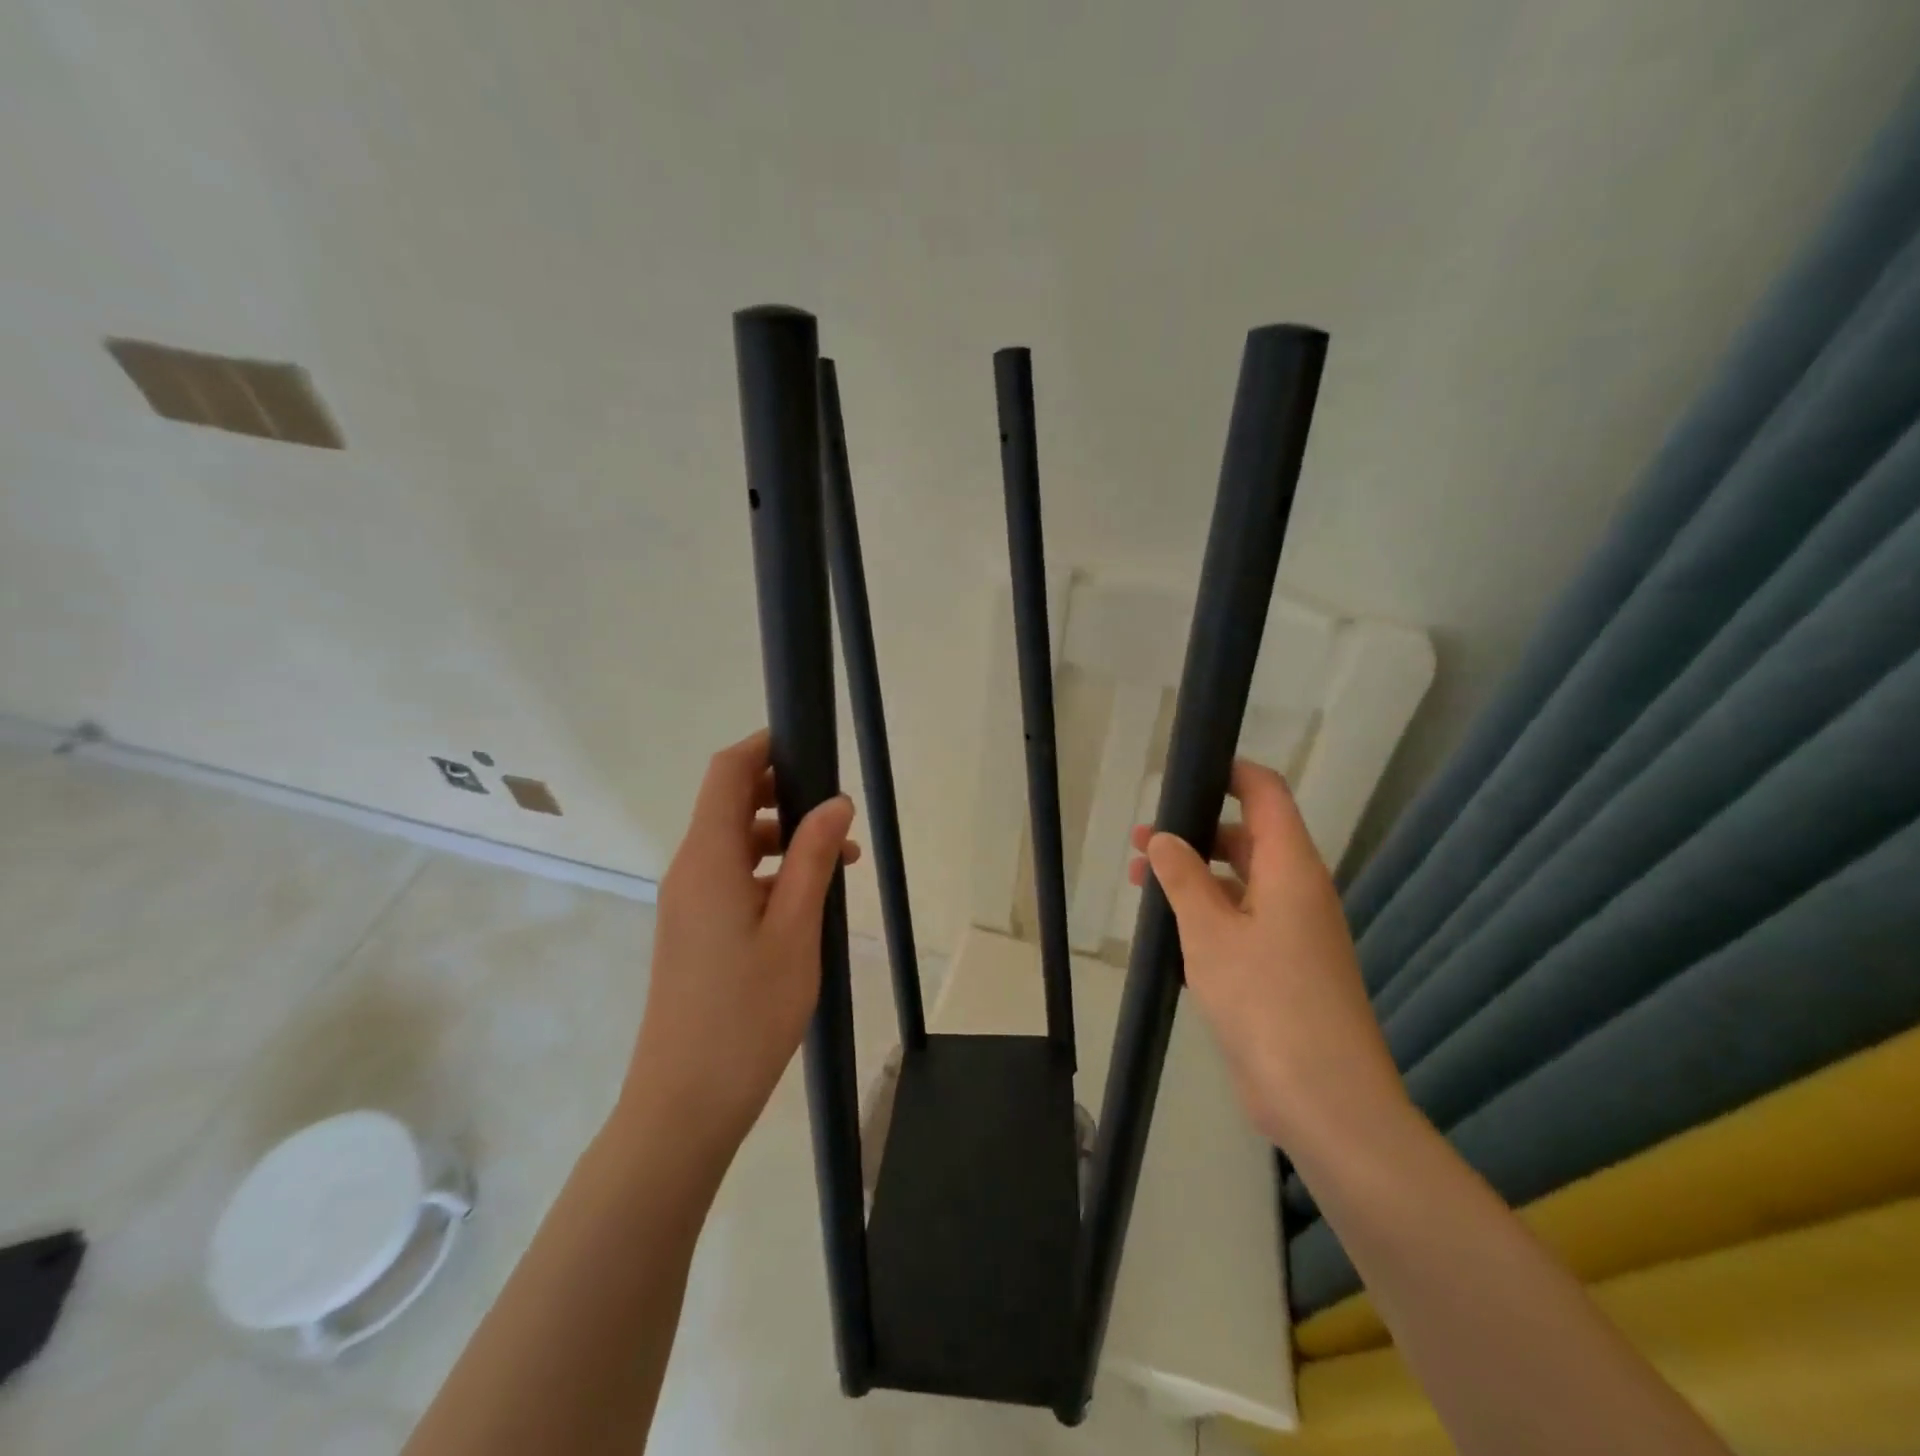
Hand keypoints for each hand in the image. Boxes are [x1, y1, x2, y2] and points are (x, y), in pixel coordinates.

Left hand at [622, 729, 859, 1160]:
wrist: (685, 1103)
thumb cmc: (747, 1012)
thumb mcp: (796, 929)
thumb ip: (813, 858)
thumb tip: (835, 802)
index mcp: (708, 859)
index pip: (728, 772)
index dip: (764, 747)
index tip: (810, 746)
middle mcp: (690, 870)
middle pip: (731, 805)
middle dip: (786, 797)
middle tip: (838, 819)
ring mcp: (687, 903)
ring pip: (736, 845)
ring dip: (785, 840)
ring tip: (840, 867)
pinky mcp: (692, 931)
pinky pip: (732, 879)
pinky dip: (770, 874)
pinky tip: (808, 903)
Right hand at [1127, 760, 1405, 1150]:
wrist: (1326, 1101)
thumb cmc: (1267, 1002)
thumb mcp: (1210, 932)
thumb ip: (1183, 877)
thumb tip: (1163, 837)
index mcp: (1292, 868)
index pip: (1266, 794)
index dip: (1230, 773)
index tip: (1183, 773)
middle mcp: (1299, 891)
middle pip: (1248, 838)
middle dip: (1193, 833)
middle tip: (1139, 842)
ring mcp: (1295, 932)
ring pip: (1240, 883)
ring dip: (1195, 878)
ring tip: (1141, 884)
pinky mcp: (1285, 969)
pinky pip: (1243, 922)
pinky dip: (1208, 915)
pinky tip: (1169, 932)